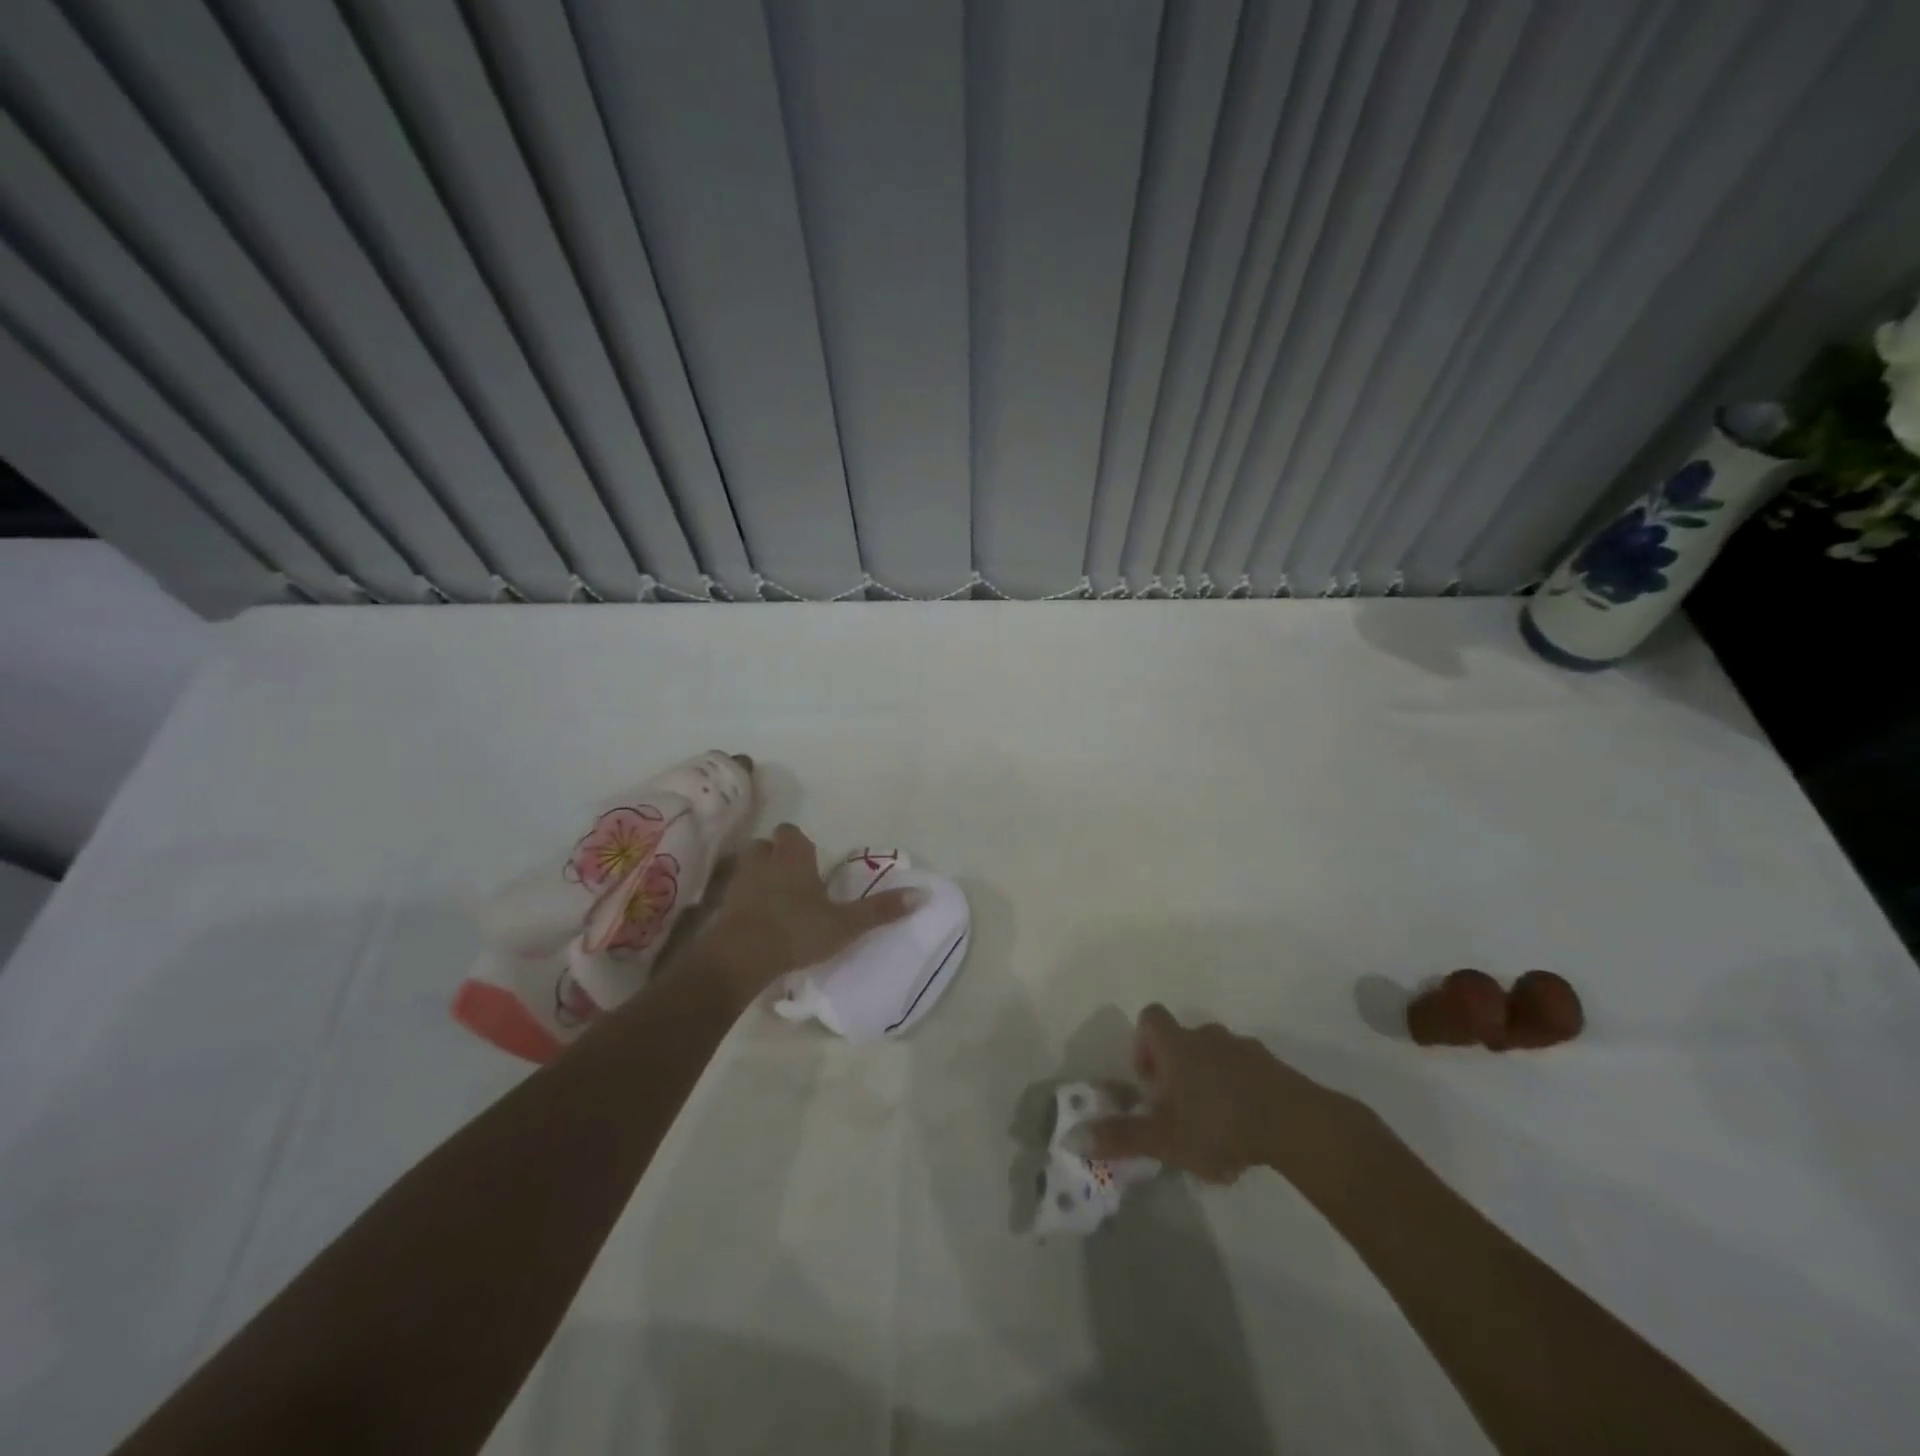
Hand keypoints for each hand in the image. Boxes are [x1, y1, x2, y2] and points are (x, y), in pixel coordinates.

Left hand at [694, 824, 918, 1006]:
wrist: (740, 957)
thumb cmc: (797, 931)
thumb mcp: (846, 924)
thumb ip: (881, 910)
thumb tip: (923, 894)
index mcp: (794, 857)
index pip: (792, 833)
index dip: (800, 844)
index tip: (812, 861)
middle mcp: (764, 861)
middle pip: (767, 845)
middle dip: (777, 855)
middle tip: (795, 877)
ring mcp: (739, 882)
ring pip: (748, 866)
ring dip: (759, 875)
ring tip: (775, 897)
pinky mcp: (722, 906)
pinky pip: (735, 893)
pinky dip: (744, 900)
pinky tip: (757, 918)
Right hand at [1076, 1005, 1376, 1189]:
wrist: (1294, 1124)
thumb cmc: (1218, 1125)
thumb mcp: (1164, 1139)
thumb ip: (1120, 1137)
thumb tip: (1072, 1137)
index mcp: (1177, 1046)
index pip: (1150, 1018)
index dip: (1143, 1044)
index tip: (1150, 1081)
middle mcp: (1207, 1036)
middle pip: (1182, 1038)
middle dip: (1176, 1068)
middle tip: (1179, 1110)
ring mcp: (1243, 1048)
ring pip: (1215, 1054)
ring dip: (1209, 1078)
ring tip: (1214, 1123)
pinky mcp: (1273, 1067)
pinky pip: (1246, 1069)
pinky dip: (1239, 1089)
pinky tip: (1247, 1127)